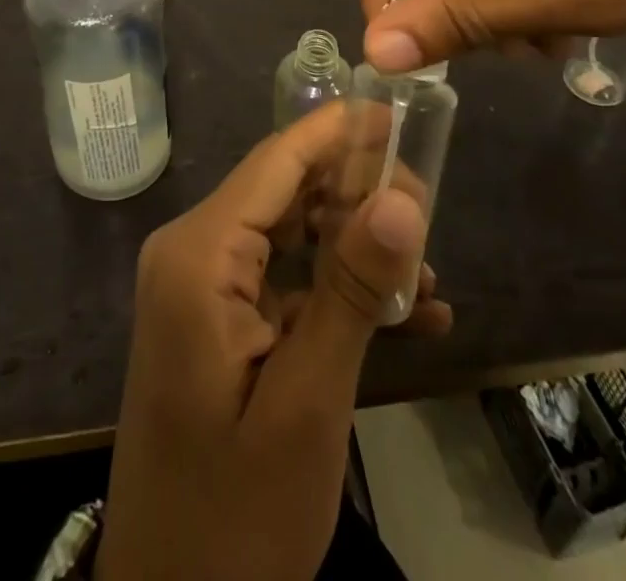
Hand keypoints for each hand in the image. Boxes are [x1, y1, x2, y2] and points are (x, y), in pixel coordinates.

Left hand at [98, 102, 449, 580]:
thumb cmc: (235, 515)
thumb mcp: (308, 403)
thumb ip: (354, 291)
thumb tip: (404, 195)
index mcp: (200, 254)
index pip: (277, 161)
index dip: (339, 131)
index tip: (400, 110)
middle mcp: (193, 252)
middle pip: (285, 191)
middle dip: (357, 191)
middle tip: (432, 204)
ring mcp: (202, 288)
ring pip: (290, 234)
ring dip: (356, 246)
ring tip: (429, 267)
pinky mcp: (218, 322)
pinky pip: (283, 282)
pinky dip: (337, 291)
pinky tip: (409, 317)